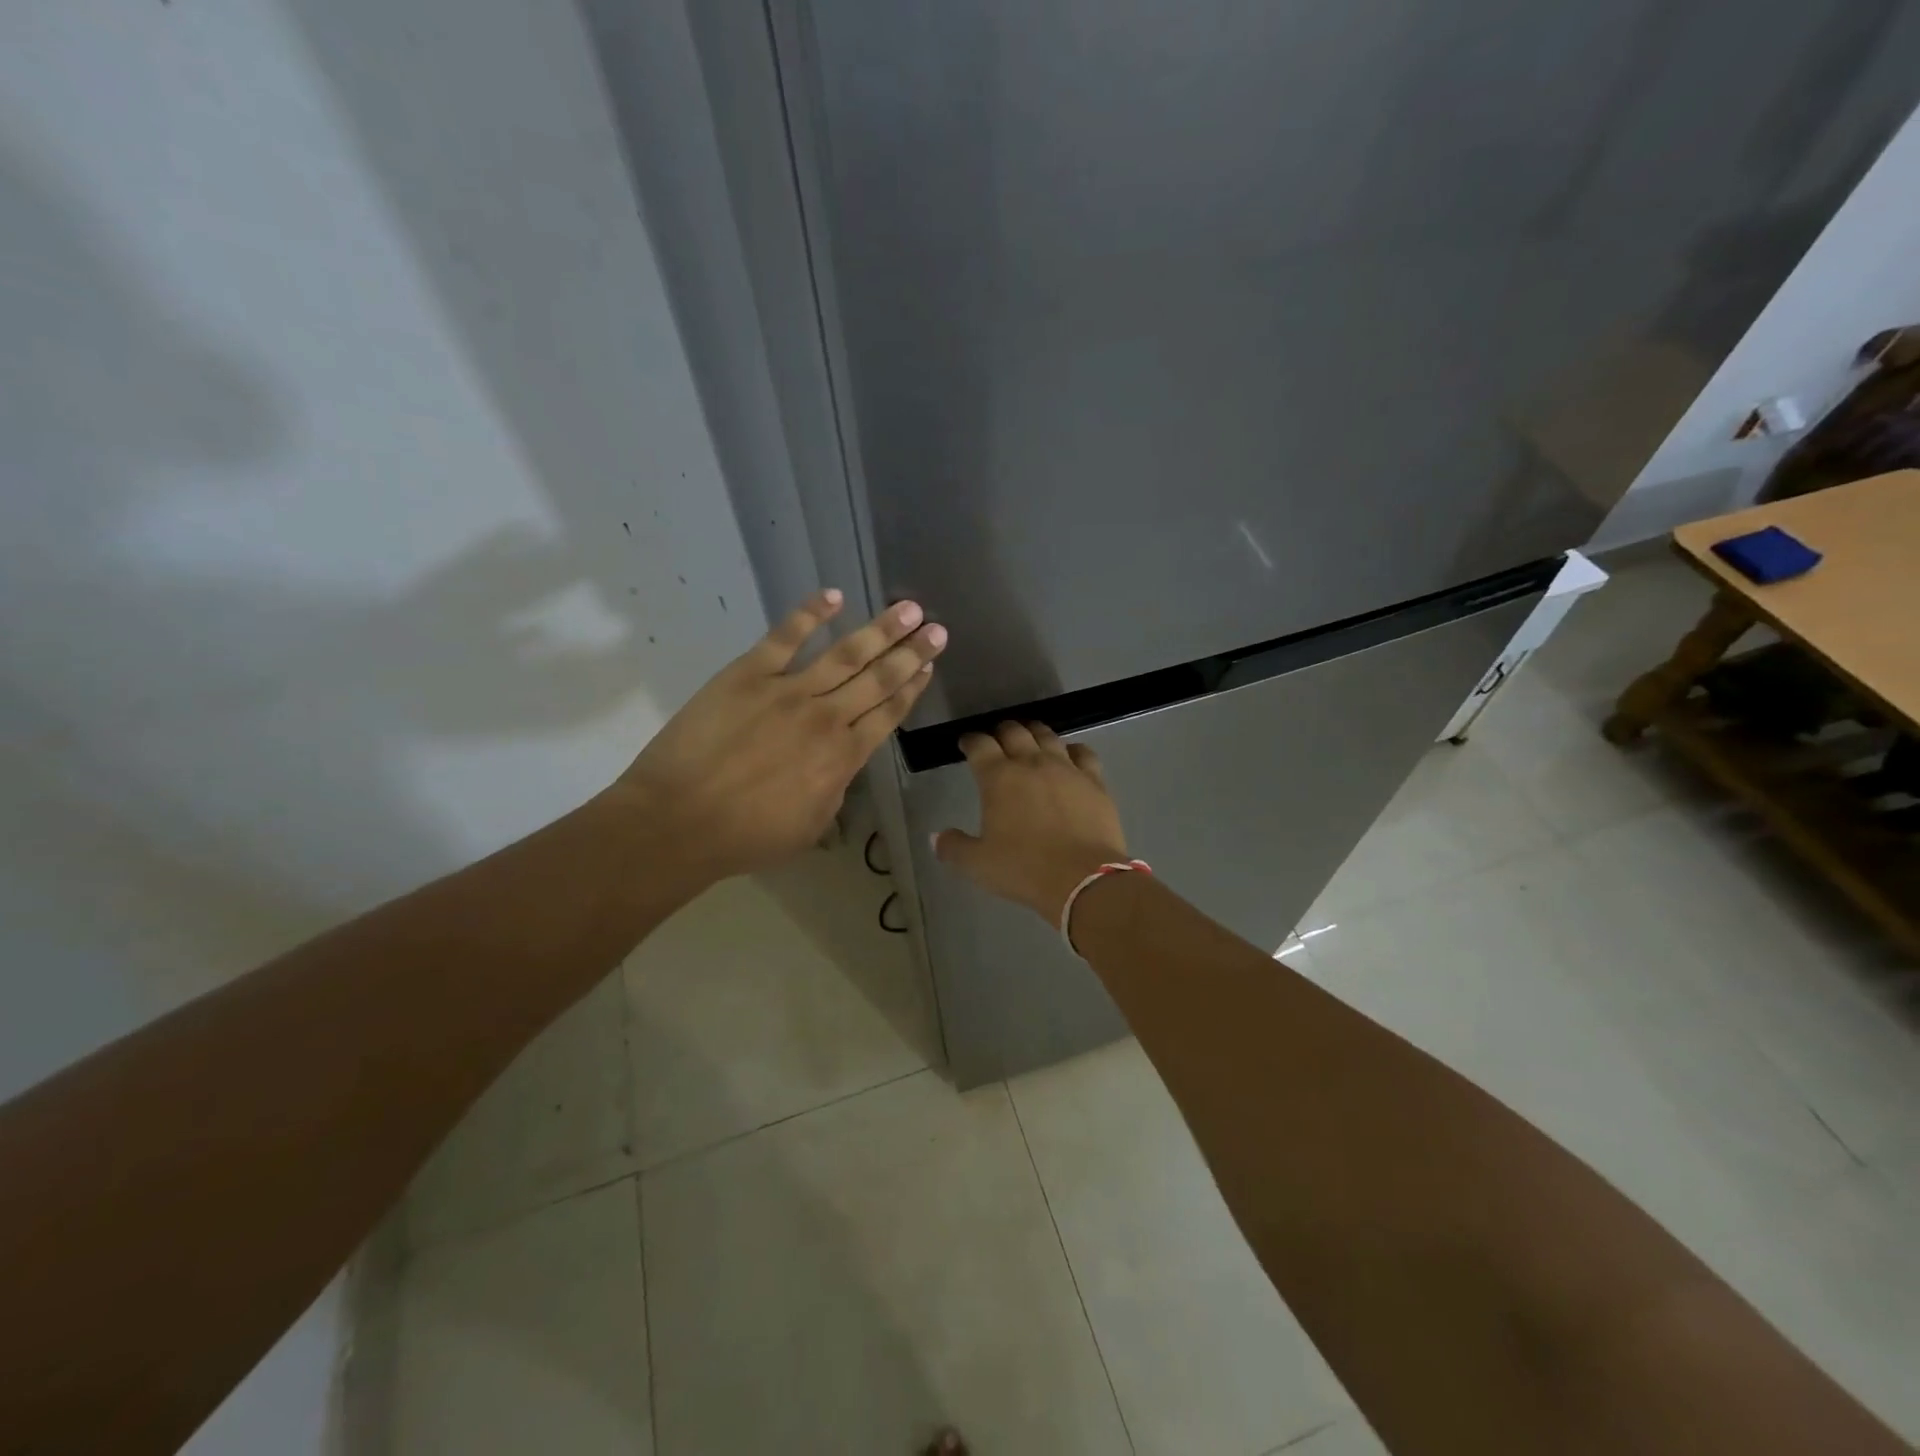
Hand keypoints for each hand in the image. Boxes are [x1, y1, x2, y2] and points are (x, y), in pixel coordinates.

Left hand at [613, 590, 944, 882]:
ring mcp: (788, 691)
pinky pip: (785, 637)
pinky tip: (834, 596)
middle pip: (878, 678)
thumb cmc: (746, 837)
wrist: (678, 822)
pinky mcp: (748, 674)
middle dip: (911, 652)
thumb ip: (834, 790)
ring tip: (908, 608)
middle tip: (937, 630)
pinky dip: (810, 614)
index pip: (888, 713)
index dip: (912, 688)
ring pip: (845, 654)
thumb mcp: (811, 826)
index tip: (930, 666)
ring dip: (880, 630)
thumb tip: (840, 765)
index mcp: (843, 757)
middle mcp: (826, 718)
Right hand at [934, 721, 1127, 921]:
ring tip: (1030, 737)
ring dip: (1034, 733)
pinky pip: (1083, 753)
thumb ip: (953, 847)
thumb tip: (935, 837)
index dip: (970, 741)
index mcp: (998, 778)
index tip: (966, 743)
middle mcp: (1031, 763)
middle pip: (1014, 732)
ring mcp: (1066, 768)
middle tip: (996, 739)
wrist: (1083, 879)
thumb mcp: (978, 864)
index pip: (979, 745)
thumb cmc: (1024, 869)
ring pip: (1047, 736)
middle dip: (1001, 731)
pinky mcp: (1094, 781)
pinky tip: (1070, 755)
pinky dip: (1072, 749)